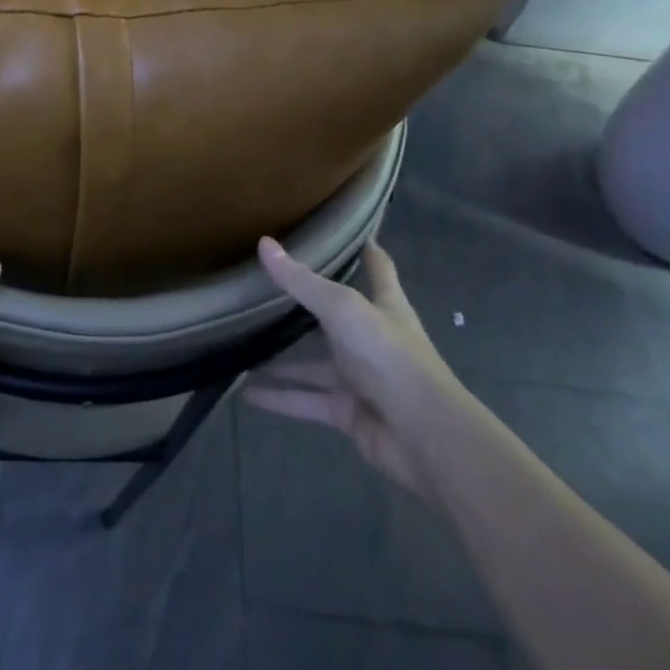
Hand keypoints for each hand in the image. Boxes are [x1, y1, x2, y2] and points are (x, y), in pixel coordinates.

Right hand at [246, 239, 470, 503]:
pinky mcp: (348, 412)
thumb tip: (264, 243)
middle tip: (270, 289)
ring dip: (285, 360)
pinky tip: (248, 393)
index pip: (379, 271)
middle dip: (310, 308)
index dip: (369, 252)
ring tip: (246, 344)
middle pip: (338, 318)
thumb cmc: (389, 357)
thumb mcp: (342, 309)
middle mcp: (373, 340)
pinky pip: (307, 401)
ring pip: (315, 364)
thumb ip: (301, 281)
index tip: (354, 233)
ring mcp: (361, 378)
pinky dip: (279, 398)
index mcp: (386, 307)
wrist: (424, 435)